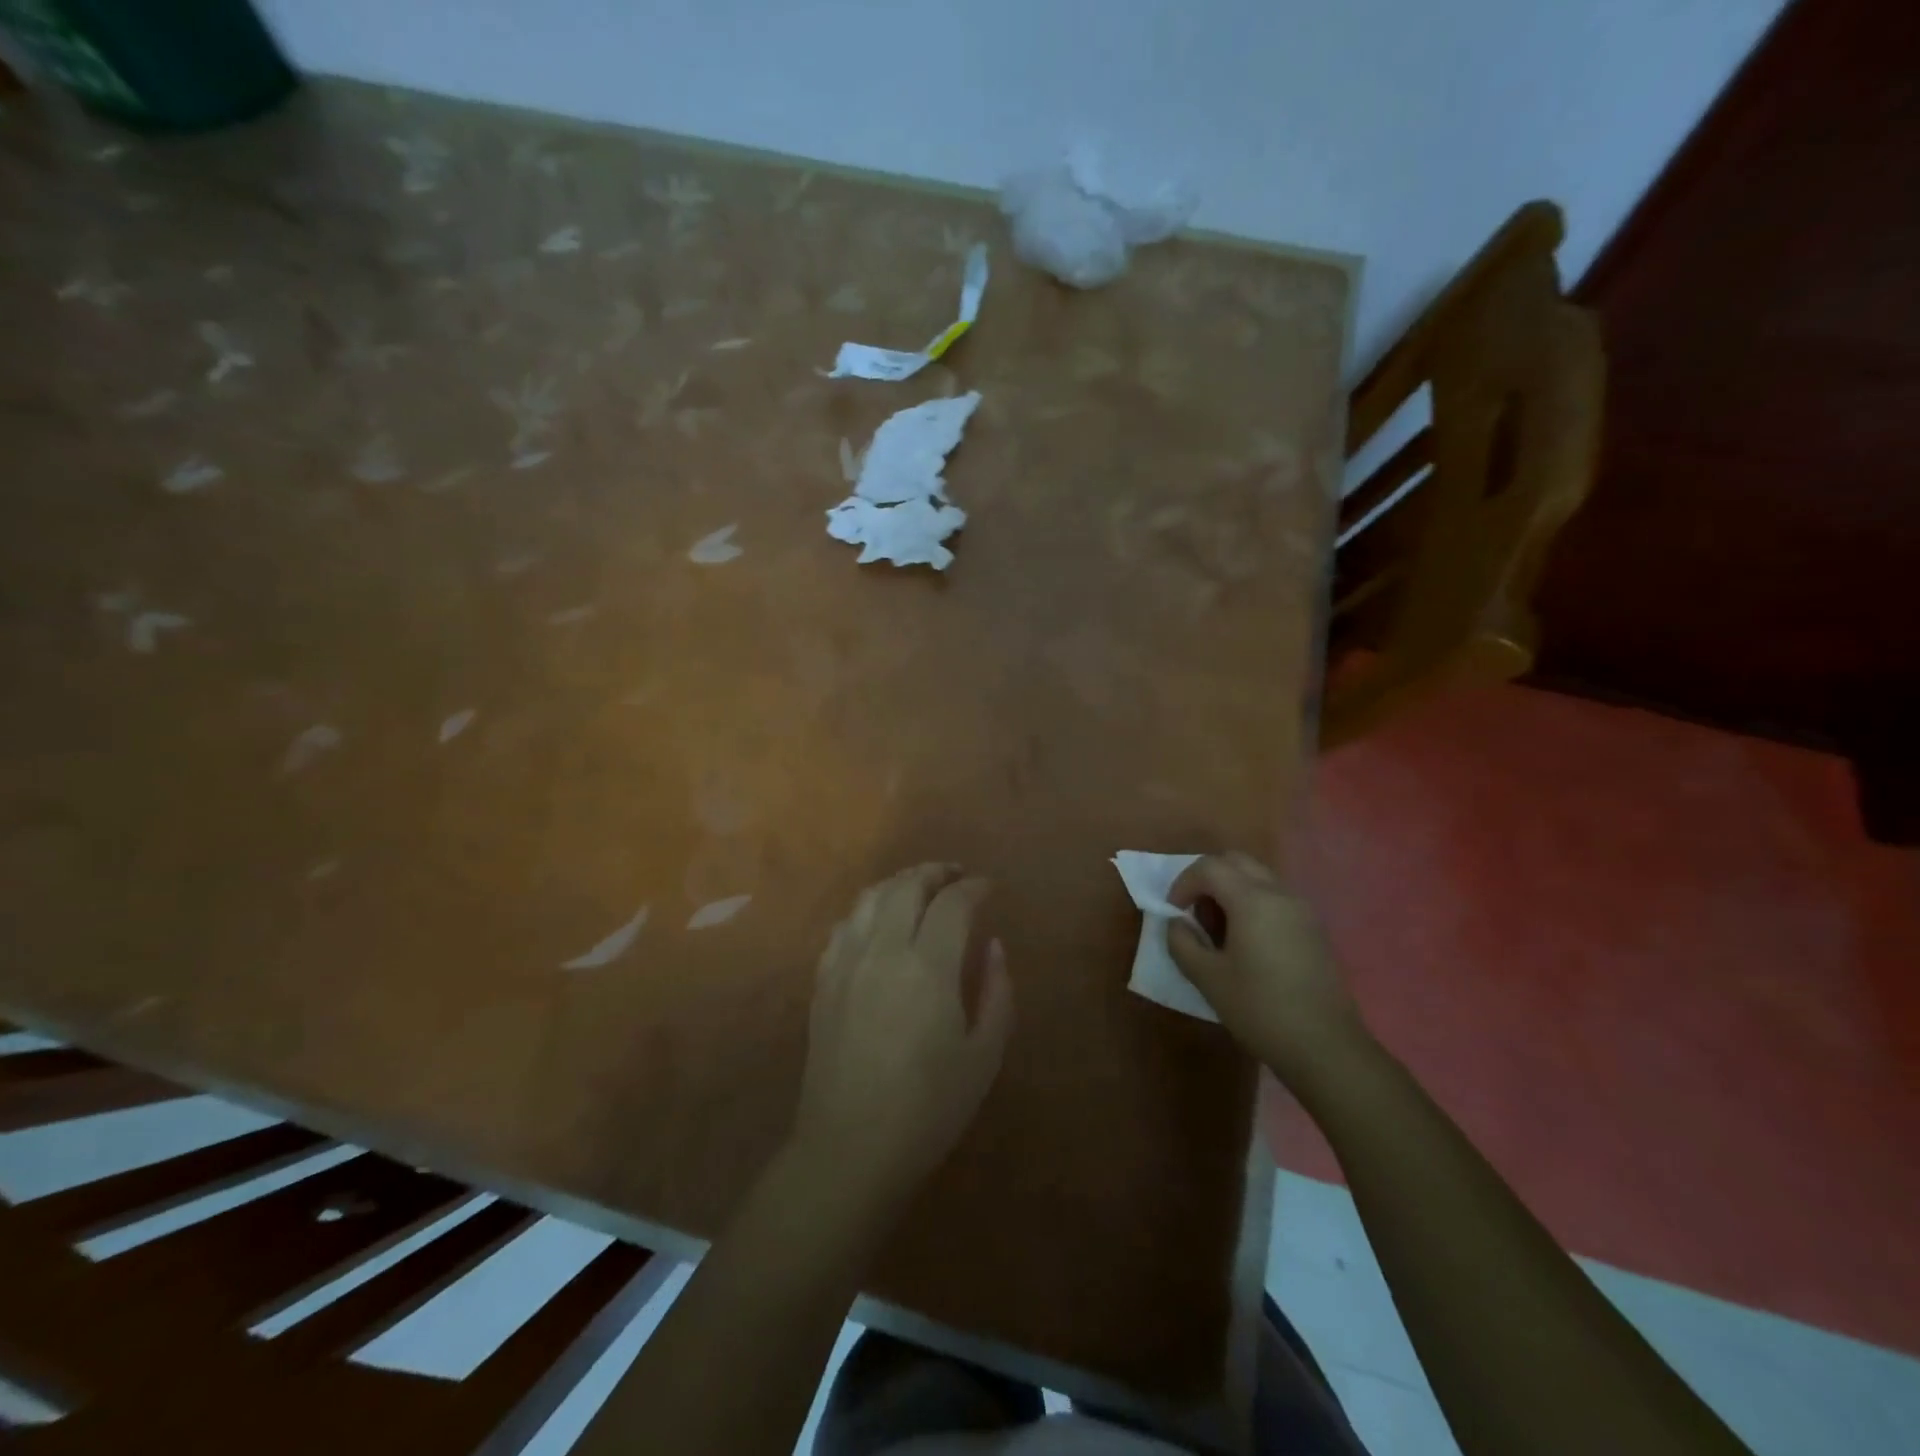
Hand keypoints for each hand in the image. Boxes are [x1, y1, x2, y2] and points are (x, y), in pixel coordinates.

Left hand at [793, 864, 1012, 1205]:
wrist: (849, 1148)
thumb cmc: (928, 1109)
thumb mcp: (983, 1056)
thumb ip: (996, 992)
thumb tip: (992, 946)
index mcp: (927, 966)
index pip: (953, 903)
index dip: (974, 887)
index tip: (989, 887)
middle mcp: (882, 950)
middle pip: (907, 886)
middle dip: (935, 872)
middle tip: (956, 876)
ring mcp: (846, 962)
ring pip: (871, 897)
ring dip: (900, 882)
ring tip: (920, 888)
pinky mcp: (823, 980)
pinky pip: (844, 924)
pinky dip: (868, 909)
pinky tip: (879, 921)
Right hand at [1167, 852, 1368, 1086]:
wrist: (1325, 1047)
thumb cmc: (1260, 1010)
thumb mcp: (1208, 978)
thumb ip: (1183, 942)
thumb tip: (1177, 923)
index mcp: (1252, 900)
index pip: (1208, 867)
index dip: (1183, 883)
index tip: (1174, 912)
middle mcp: (1279, 894)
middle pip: (1236, 861)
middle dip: (1208, 878)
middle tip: (1195, 913)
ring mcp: (1302, 910)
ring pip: (1258, 877)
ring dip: (1231, 890)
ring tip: (1220, 931)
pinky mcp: (1314, 928)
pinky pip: (1276, 897)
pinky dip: (1253, 904)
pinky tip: (1248, 944)